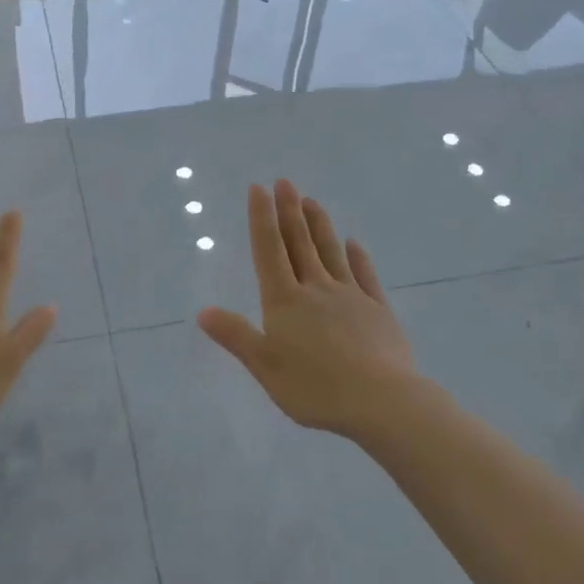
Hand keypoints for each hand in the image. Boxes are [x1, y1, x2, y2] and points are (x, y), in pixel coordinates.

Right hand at [197, 179, 418, 438]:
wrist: (381, 401)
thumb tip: (202, 311)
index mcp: (285, 301)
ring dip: (319, 225)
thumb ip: (236, 336)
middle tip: (285, 181)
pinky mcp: (377, 310)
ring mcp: (350, 296)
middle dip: (289, 211)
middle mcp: (316, 289)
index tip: (258, 188)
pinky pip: (364, 275)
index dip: (261, 218)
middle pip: (300, 243)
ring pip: (330, 252)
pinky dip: (357, 257)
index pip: (269, 250)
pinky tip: (353, 244)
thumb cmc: (315, 388)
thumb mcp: (265, 366)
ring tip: (312, 201)